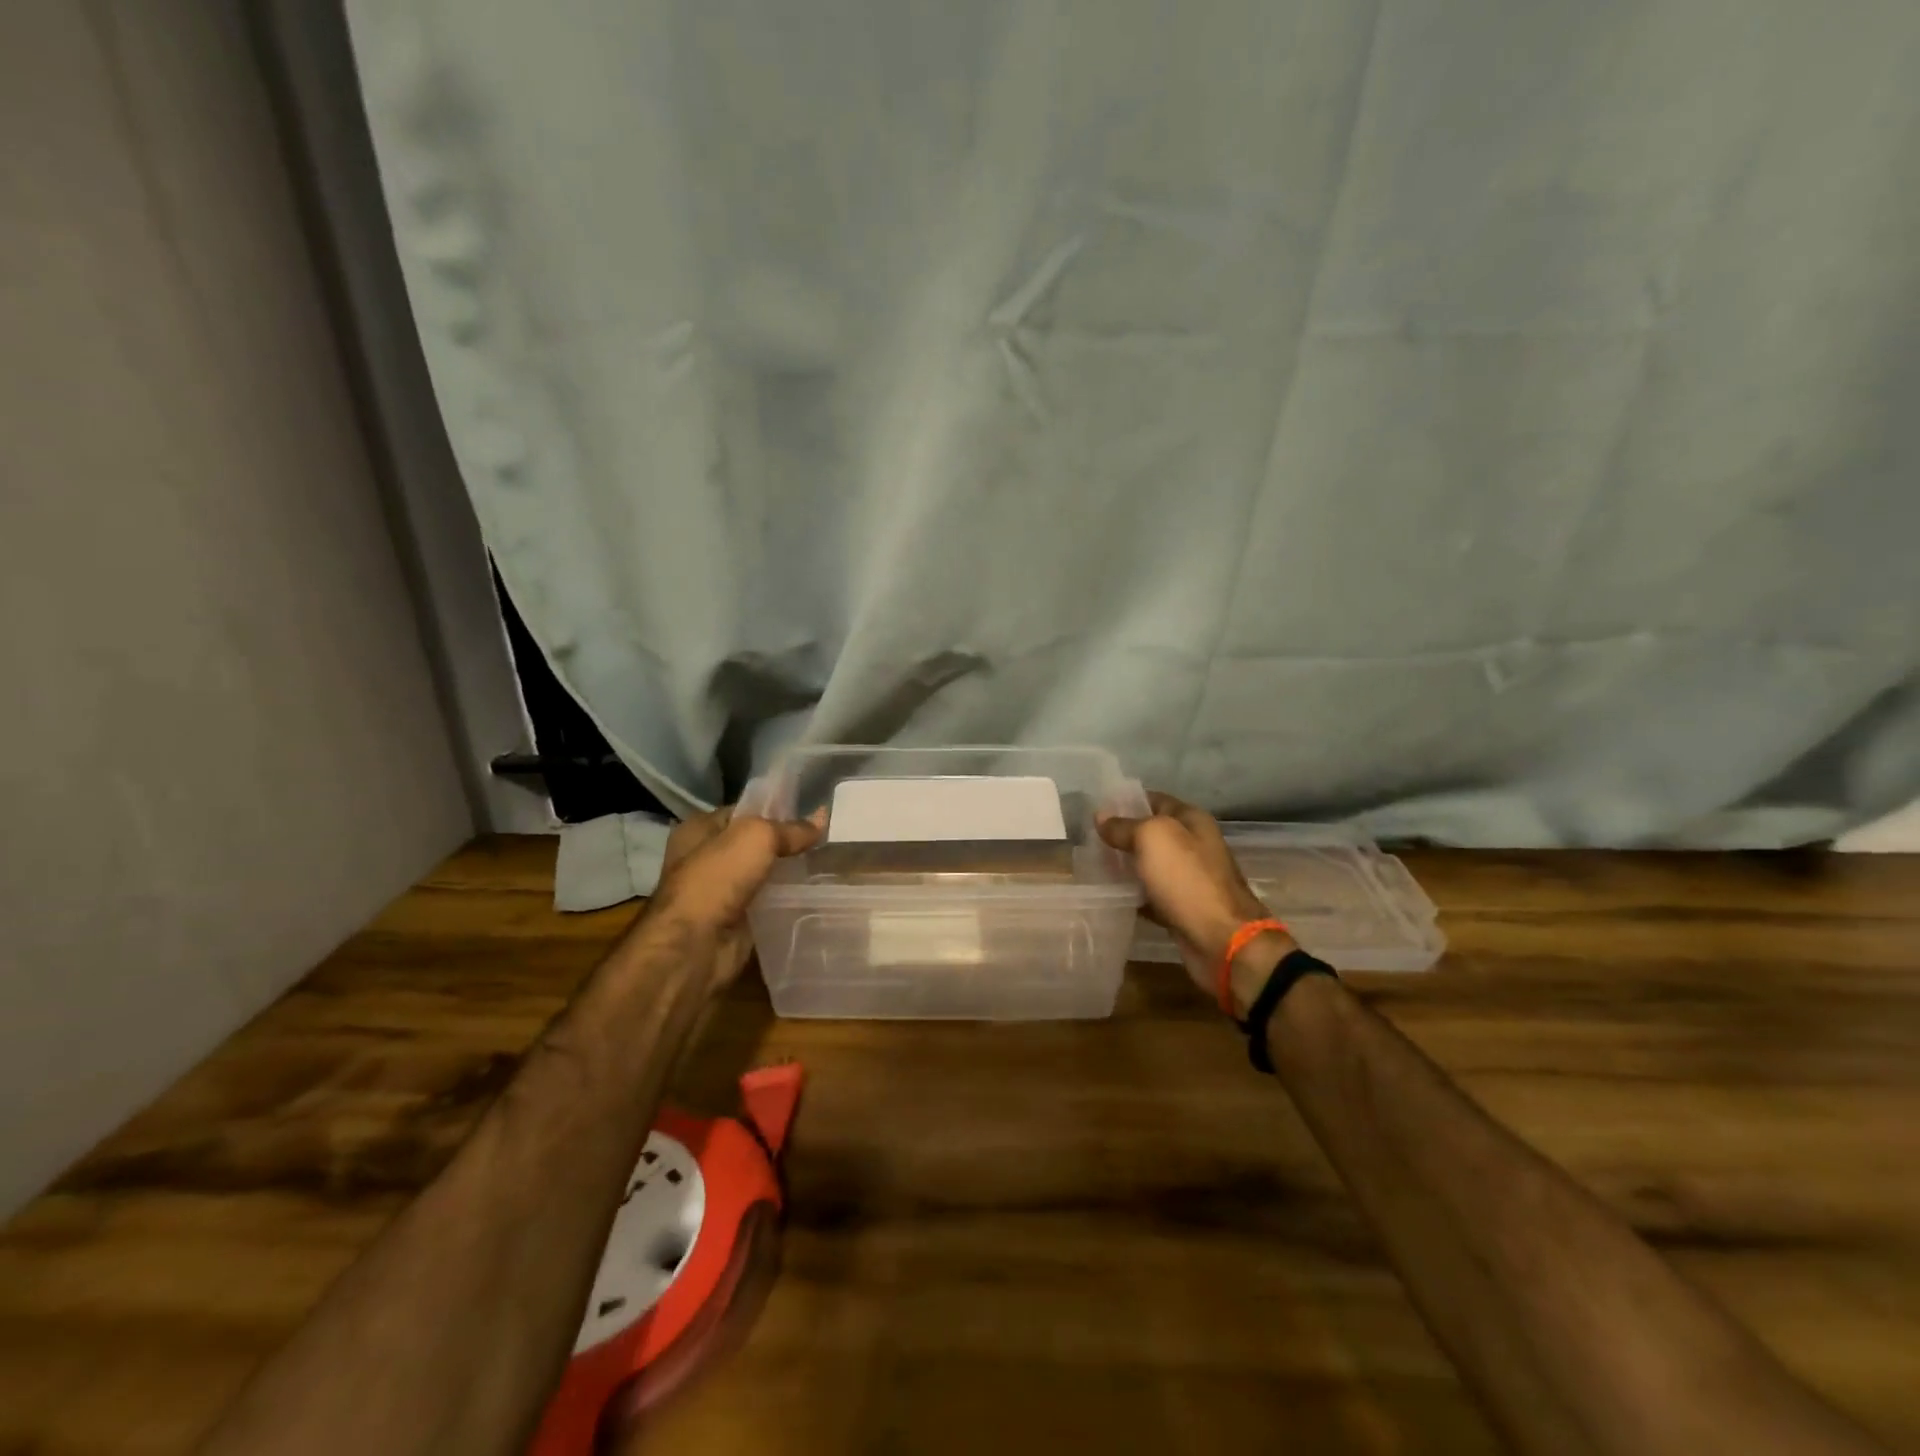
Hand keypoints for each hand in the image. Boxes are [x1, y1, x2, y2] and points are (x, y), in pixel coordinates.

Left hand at [643, 805, 823, 987]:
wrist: (696, 945)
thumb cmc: (718, 878)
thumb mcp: (758, 837)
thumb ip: (791, 829)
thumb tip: (821, 820)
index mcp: (699, 829)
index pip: (742, 811)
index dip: (773, 810)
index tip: (809, 813)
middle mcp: (704, 858)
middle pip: (753, 845)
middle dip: (784, 844)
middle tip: (822, 840)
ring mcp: (718, 892)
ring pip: (761, 875)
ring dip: (786, 874)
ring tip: (824, 865)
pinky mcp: (734, 920)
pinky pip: (766, 903)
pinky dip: (785, 901)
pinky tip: (812, 894)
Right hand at [1098, 791, 1291, 1002]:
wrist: (1222, 940)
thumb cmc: (1187, 879)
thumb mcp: (1152, 839)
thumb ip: (1125, 825)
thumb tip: (1101, 816)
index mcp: (1191, 820)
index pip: (1153, 800)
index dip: (1125, 801)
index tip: (1094, 809)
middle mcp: (1193, 844)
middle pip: (1151, 833)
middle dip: (1121, 835)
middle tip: (1086, 839)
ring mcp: (1189, 877)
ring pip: (1149, 864)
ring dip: (1124, 865)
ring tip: (1091, 865)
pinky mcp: (1182, 907)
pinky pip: (1151, 893)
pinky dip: (1133, 894)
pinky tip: (1109, 895)